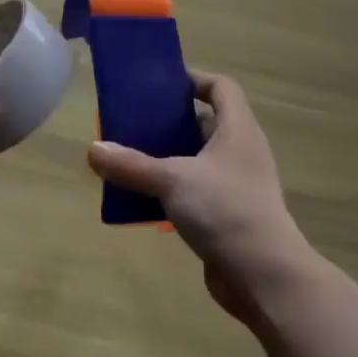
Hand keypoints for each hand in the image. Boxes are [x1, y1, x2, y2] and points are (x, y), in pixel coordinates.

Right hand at [87, 72, 309, 320]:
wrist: (264, 277)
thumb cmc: (225, 210)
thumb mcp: (172, 180)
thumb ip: (132, 165)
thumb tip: (93, 150)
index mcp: (238, 129)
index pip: (221, 87)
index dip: (194, 80)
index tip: (160, 85)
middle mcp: (241, 151)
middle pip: (205, 122)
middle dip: (170, 122)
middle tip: (135, 122)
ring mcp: (238, 185)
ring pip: (198, 160)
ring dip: (168, 158)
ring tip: (132, 158)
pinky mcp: (230, 216)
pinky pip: (197, 191)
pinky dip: (173, 191)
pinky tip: (145, 199)